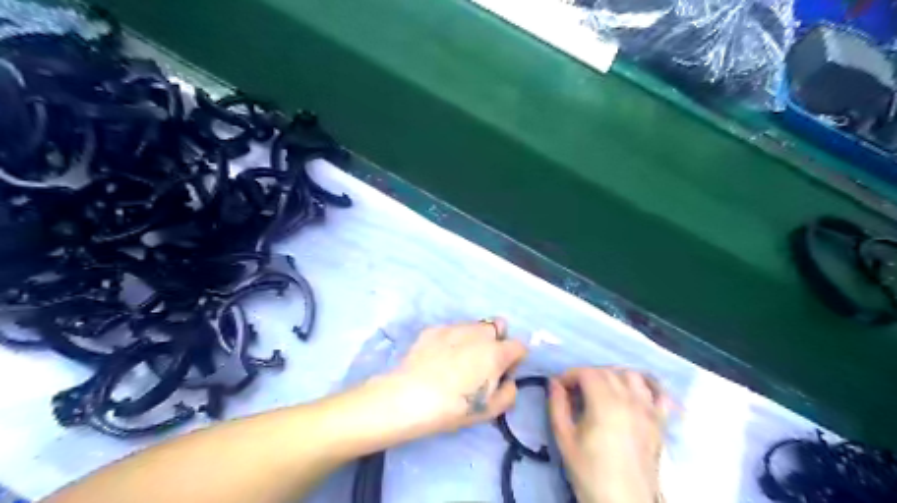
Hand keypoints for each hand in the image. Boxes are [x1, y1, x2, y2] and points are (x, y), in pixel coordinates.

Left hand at [381, 320, 527, 437]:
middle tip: (483, 362)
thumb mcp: (490, 411)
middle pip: (498, 327)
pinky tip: (438, 359)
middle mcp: (478, 333)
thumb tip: (507, 381)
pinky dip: (452, 340)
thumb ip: (509, 393)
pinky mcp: (434, 329)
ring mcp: (455, 327)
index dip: (515, 360)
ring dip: (475, 339)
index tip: (503, 373)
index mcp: (496, 352)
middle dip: (496, 341)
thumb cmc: (454, 407)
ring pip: (474, 326)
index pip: (519, 346)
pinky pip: (452, 330)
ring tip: (458, 360)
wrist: (409, 397)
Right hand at [548, 366, 671, 502]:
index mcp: (605, 403)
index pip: (586, 372)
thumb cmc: (589, 471)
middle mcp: (629, 399)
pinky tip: (635, 392)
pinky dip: (647, 386)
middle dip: (588, 375)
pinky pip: (658, 394)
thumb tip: (553, 382)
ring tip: (602, 390)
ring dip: (614, 376)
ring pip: (632, 376)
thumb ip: (557, 406)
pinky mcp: (660, 422)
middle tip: (575, 391)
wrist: (622, 502)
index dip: (570, 375)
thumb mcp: (564, 438)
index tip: (560, 387)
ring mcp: (648, 410)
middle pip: (607, 371)